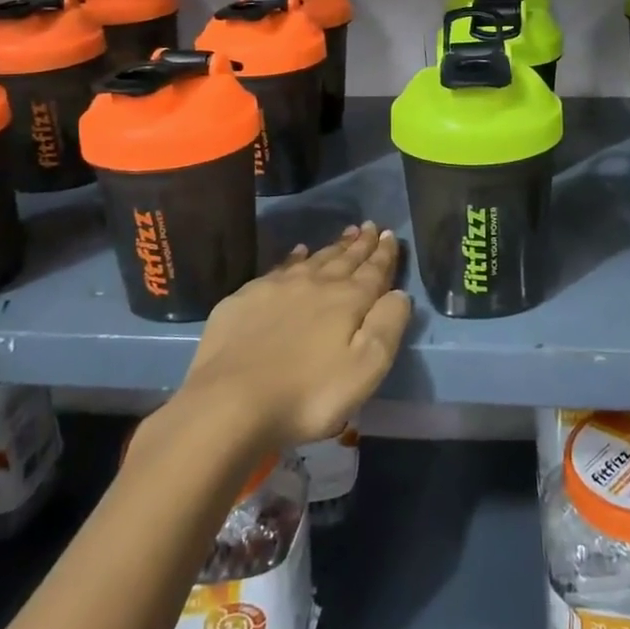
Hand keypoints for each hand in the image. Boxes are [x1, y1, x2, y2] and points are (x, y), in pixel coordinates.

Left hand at [178, 223, 412, 448]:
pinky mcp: (246, 298)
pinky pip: (279, 268)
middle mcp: (315, 284)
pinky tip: (298, 252)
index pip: (373, 271)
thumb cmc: (308, 394)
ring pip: (314, 259)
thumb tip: (399, 293)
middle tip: (371, 226)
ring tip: (346, 233)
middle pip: (344, 259)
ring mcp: (277, 288)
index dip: (385, 253)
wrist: (230, 402)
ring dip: (333, 247)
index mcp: (348, 301)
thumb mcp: (365, 369)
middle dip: (361, 244)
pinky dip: (294, 257)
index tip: (390, 235)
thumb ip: (387, 326)